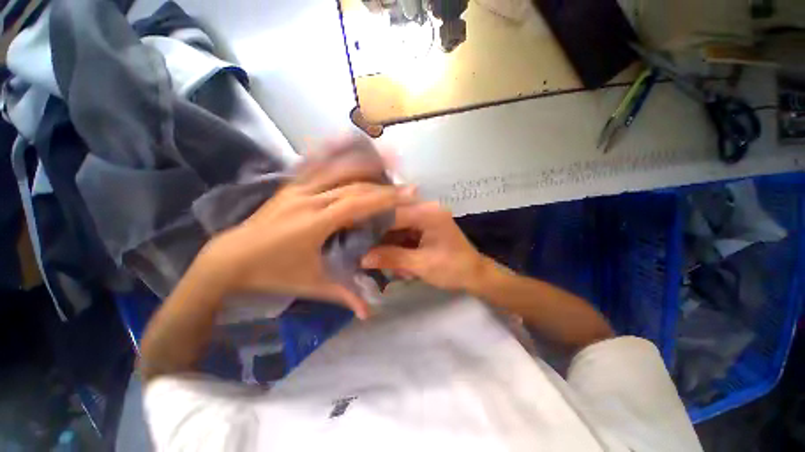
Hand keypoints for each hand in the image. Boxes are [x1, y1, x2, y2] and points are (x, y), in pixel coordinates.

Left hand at [197, 160, 411, 319]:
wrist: (229, 259)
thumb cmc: (273, 273)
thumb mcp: (312, 284)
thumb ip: (343, 295)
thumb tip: (369, 313)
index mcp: (315, 222)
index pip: (358, 203)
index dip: (385, 197)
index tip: (409, 193)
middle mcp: (309, 198)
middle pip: (353, 185)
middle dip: (382, 184)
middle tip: (404, 184)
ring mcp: (298, 188)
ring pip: (338, 169)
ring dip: (363, 164)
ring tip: (386, 160)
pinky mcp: (291, 185)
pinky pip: (318, 165)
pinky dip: (336, 156)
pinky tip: (346, 145)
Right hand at [361, 201, 492, 291]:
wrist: (474, 274)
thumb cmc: (453, 269)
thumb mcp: (421, 265)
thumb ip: (392, 258)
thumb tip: (362, 258)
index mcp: (428, 213)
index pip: (392, 213)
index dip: (371, 225)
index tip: (353, 235)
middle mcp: (425, 208)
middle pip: (392, 216)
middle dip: (377, 233)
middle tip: (360, 246)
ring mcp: (424, 216)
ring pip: (395, 225)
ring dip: (385, 240)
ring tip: (372, 254)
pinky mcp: (423, 226)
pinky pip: (402, 231)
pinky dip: (393, 243)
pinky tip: (386, 255)